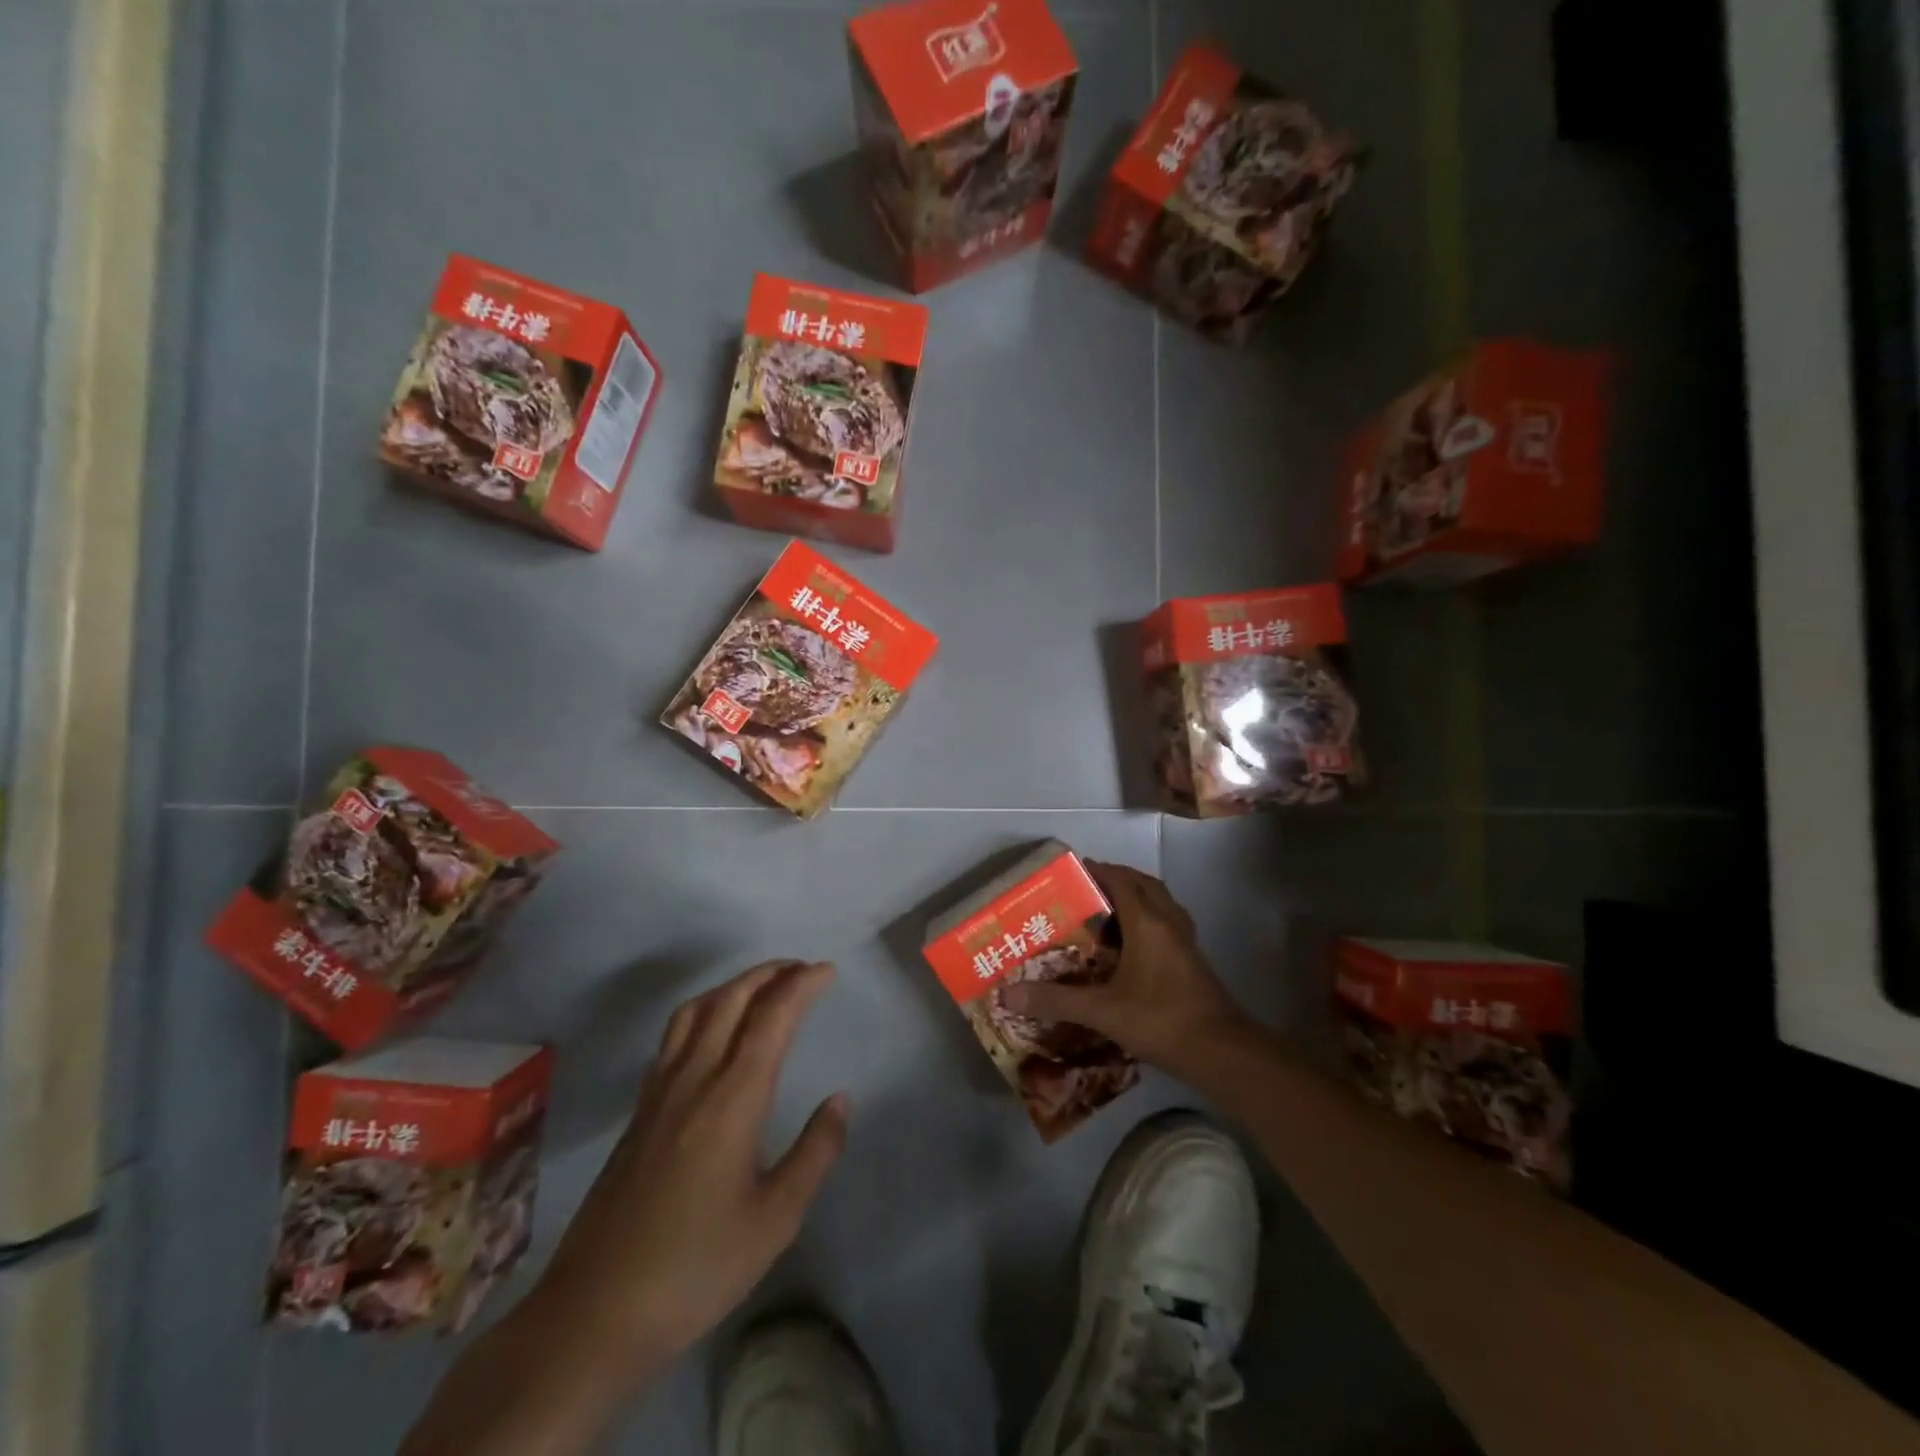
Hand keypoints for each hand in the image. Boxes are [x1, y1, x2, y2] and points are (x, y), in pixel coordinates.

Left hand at [533, 960, 846, 1373]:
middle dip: (770, 973)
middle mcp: (694, 1078)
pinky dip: (704, 1009)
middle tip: (802, 968)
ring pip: (697, 1010)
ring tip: (763, 986)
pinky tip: (714, 1030)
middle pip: (731, 999)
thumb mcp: (775, 1220)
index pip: (772, 1018)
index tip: (827, 970)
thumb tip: (840, 1100)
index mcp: (732, 1098)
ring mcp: (660, 1092)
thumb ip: (815, 1152)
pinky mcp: (639, 1111)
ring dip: (734, 985)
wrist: (594, 1314)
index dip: (801, 986)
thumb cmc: (696, 1267)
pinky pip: (674, 1035)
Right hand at [1000, 862, 1251, 1081]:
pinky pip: (1169, 924)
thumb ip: (1056, 1000)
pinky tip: (1134, 945)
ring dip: (1137, 897)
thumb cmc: (1160, 1019)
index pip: (1120, 879)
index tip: (1072, 871)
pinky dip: (1150, 920)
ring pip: (1161, 903)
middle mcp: (1169, 922)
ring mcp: (1186, 941)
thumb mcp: (1102, 1011)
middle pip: (1144, 885)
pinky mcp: (1194, 960)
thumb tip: (1008, 993)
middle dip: (1117, 879)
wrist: (1222, 1052)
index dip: (1097, 870)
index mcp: (1147, 922)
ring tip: (1108, 911)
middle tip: (1088, 889)